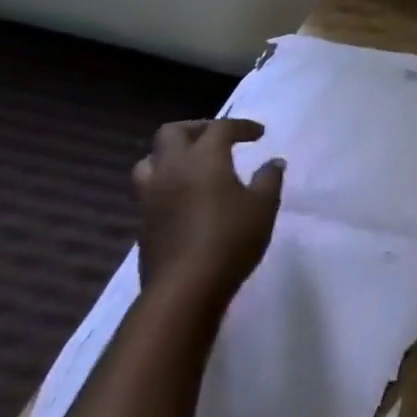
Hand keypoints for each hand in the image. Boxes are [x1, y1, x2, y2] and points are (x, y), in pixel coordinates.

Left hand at [133, 119, 284, 309]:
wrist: (184, 290)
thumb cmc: (230, 238)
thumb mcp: (264, 205)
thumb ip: (269, 178)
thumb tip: (273, 162)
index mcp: (203, 158)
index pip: (220, 127)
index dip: (241, 126)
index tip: (259, 134)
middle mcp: (172, 169)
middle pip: (171, 133)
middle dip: (196, 129)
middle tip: (218, 139)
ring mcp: (151, 197)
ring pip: (150, 160)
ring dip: (170, 155)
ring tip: (193, 165)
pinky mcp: (143, 224)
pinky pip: (149, 190)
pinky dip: (167, 183)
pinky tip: (186, 198)